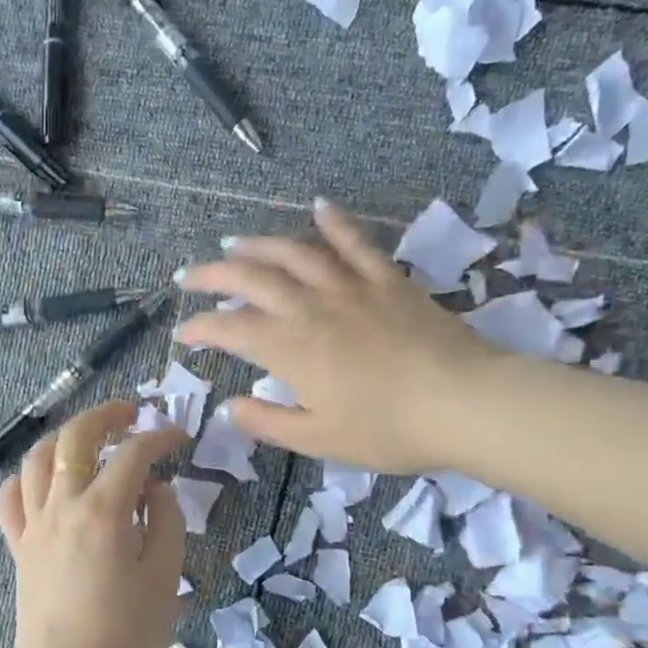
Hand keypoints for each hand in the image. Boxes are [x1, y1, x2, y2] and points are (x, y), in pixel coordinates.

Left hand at [0, 401, 188, 647]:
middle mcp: (62, 505)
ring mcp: (33, 525)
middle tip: (130, 413)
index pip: (133, 454)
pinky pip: (10, 498)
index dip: (160, 437)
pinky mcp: (18, 546)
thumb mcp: (164, 578)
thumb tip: (154, 488)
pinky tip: (45, 482)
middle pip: (75, 437)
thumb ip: (165, 521)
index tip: (180, 437)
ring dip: (63, 438)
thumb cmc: (124, 634)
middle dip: (105, 415)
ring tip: (87, 440)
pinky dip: (26, 478)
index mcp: (103, 511)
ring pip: (36, 458)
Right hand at [173, 198, 506, 473]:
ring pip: (295, 253)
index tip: (183, 334)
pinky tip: (318, 208)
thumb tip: (230, 407)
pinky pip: (356, 243)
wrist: (465, 403)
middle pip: (252, 279)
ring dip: (259, 245)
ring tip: (235, 244)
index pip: (231, 330)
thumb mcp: (319, 439)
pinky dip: (335, 223)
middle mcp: (312, 308)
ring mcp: (351, 288)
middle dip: (214, 275)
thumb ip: (268, 422)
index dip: (201, 329)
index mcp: (291, 349)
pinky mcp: (388, 280)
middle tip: (190, 276)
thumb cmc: (388, 430)